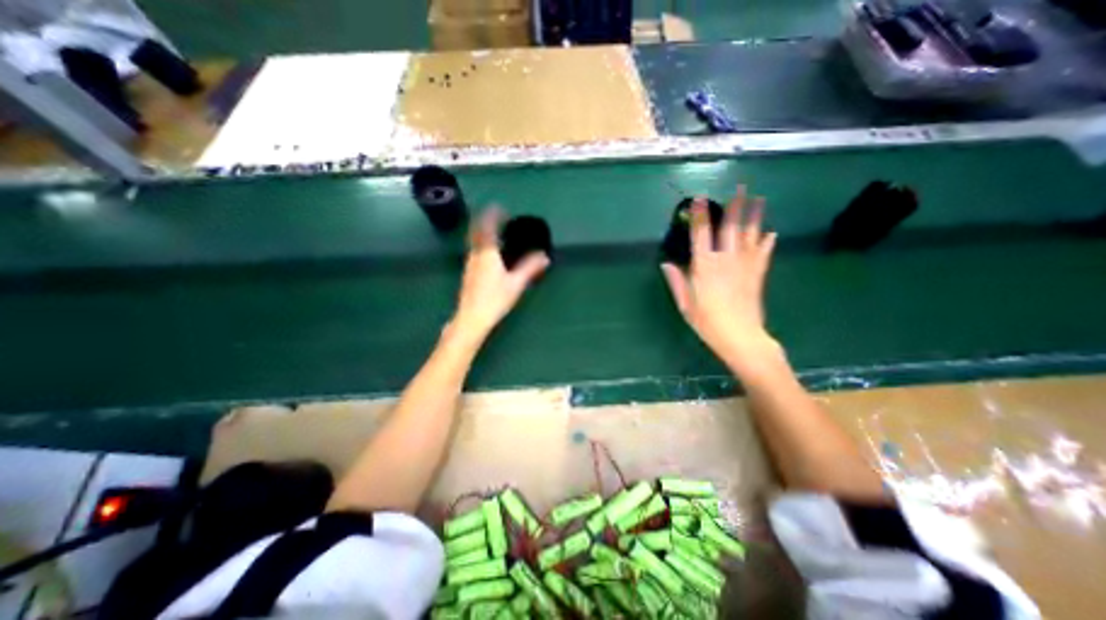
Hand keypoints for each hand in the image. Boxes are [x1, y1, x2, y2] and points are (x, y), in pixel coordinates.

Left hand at [450, 209, 550, 343]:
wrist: (471, 318)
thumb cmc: (494, 299)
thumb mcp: (516, 284)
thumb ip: (530, 268)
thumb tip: (544, 256)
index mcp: (487, 253)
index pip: (487, 227)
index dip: (492, 215)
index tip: (499, 207)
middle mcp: (475, 255)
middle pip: (477, 231)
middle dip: (485, 221)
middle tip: (497, 217)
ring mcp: (469, 264)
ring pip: (474, 242)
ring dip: (483, 233)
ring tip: (495, 233)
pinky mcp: (468, 274)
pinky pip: (474, 251)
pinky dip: (482, 245)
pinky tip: (490, 254)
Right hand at [664, 186, 775, 364]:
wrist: (740, 336)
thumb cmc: (707, 321)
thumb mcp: (685, 303)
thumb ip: (676, 281)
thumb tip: (666, 263)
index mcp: (704, 265)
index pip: (700, 234)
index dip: (699, 215)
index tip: (699, 199)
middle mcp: (726, 259)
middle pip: (731, 227)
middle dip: (734, 205)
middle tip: (740, 187)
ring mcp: (745, 264)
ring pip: (750, 234)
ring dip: (754, 215)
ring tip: (759, 198)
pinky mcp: (758, 273)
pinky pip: (764, 252)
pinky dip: (767, 241)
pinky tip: (772, 232)